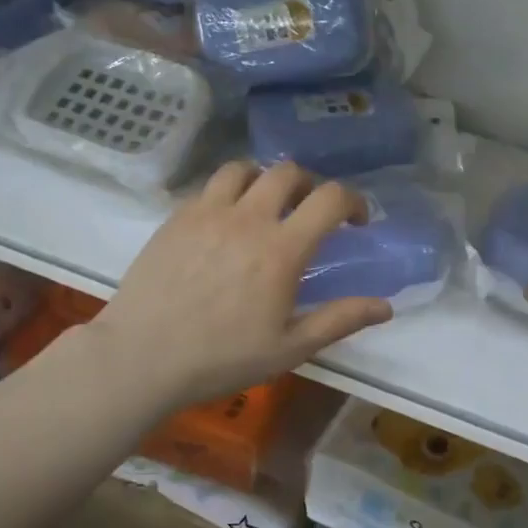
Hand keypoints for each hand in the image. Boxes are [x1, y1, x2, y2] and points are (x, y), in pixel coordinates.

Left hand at [91, 161, 392, 410]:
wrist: (141, 358)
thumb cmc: (222, 358)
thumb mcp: (289, 348)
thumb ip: (339, 320)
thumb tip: (385, 307)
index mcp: (281, 249)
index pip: (329, 198)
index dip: (352, 201)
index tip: (355, 220)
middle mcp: (247, 218)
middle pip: (288, 172)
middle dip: (309, 184)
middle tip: (310, 210)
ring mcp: (207, 212)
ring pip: (244, 168)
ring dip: (264, 179)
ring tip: (265, 205)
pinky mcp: (177, 217)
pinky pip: (209, 186)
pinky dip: (228, 192)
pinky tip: (225, 221)